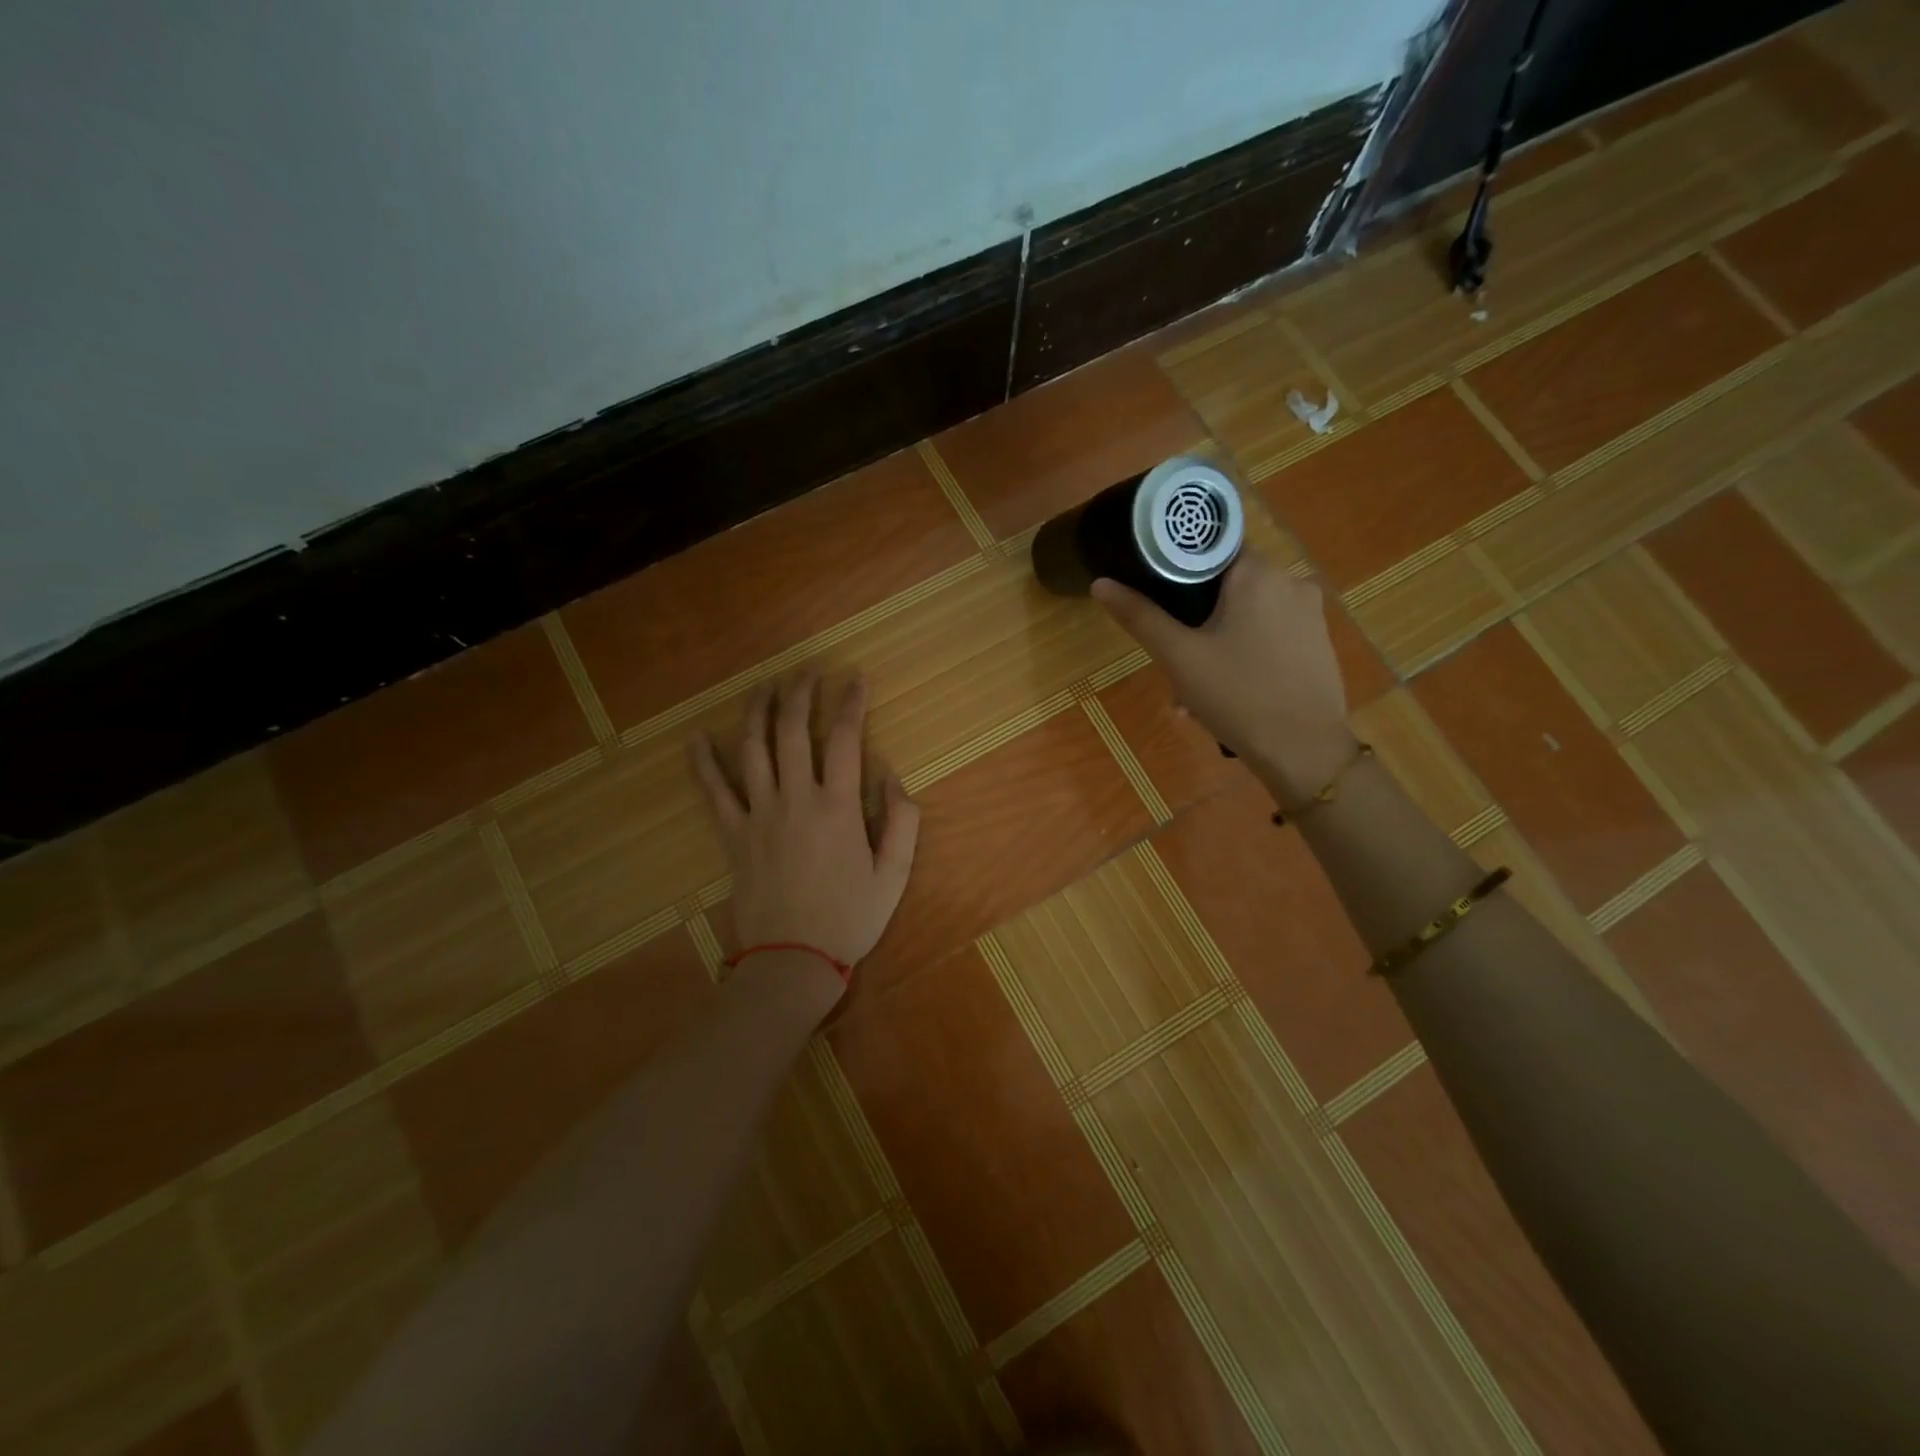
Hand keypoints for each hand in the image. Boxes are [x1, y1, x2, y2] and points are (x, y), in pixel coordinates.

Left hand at [690, 673, 920, 978]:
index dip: (850, 703)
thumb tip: (891, 774)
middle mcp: (795, 799)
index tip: (855, 679)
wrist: (793, 960)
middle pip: (792, 731)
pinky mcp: (732, 834)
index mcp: (837, 807)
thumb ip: (902, 821)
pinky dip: (703, 761)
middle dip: (800, 694)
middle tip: (807, 672)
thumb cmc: (850, 918)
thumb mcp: (894, 875)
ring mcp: (758, 814)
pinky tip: (697, 736)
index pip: (844, 739)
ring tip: (765, 686)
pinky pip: (713, 791)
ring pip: (752, 748)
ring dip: (758, 711)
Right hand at [1092, 553, 1354, 803]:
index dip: (1177, 570)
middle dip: (1195, 617)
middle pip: (1227, 584)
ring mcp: (1310, 612)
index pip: (1209, 548)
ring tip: (1195, 685)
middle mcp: (1290, 580)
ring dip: (1217, 639)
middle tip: (1174, 655)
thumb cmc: (1238, 696)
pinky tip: (1228, 689)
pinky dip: (1244, 651)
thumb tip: (1101, 583)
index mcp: (1257, 572)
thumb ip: (1140, 616)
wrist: (1304, 751)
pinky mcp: (1318, 641)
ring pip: (1247, 612)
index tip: (1158, 599)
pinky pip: (1270, 633)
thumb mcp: (1179, 656)